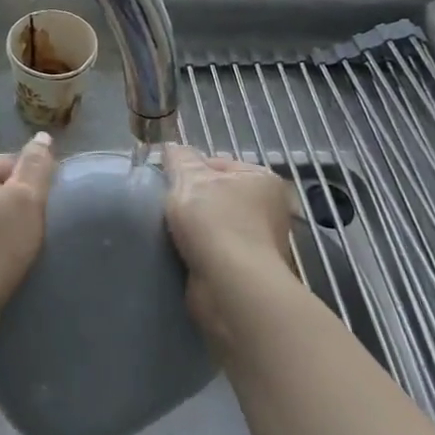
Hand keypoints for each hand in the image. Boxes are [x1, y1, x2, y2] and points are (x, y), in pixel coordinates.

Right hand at [162, 144, 298, 347]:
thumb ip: (179, 159)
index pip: (218, 163)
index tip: (167, 182)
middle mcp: (269, 209)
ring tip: (169, 233)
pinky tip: (180, 254)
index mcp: (262, 179)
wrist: (231, 286)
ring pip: (214, 226)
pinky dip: (198, 253)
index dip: (189, 170)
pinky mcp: (247, 272)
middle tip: (165, 207)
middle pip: (216, 195)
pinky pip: (213, 253)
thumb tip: (173, 148)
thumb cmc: (215, 222)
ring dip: (193, 230)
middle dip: (191, 201)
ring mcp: (260, 243)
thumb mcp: (190, 179)